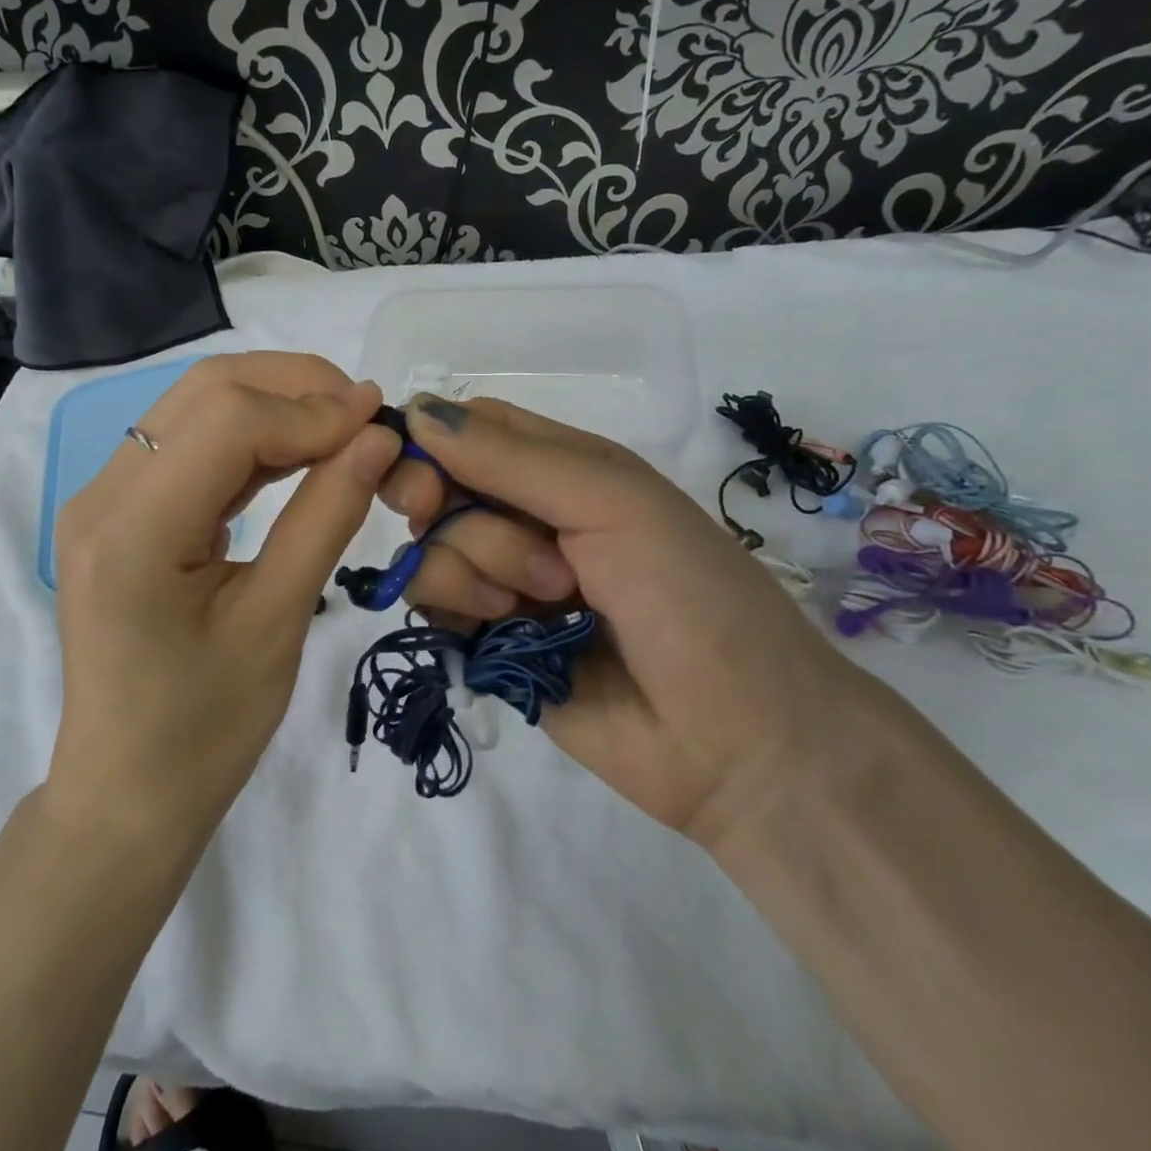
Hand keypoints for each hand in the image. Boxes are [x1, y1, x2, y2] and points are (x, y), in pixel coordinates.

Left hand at [50, 354, 400, 845]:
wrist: (127, 792)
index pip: (228, 420)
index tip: (383, 424)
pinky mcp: (118, 511)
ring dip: (274, 403)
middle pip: (205, 391)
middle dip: (295, 387)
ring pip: (195, 406)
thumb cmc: (204, 732)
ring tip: (344, 428)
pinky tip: (298, 452)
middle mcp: (102, 495)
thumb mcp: (276, 624)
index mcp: (131, 531)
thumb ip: (325, 518)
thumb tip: (377, 439)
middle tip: (366, 416)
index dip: (313, 410)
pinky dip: (249, 436)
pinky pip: (188, 444)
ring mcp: (103, 498)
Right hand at [383, 395, 873, 843]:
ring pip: (430, 548)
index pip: (471, 429)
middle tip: (509, 550)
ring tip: (548, 601)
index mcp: (563, 470)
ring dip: (474, 569)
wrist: (736, 740)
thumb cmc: (690, 596)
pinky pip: (432, 604)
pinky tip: (508, 630)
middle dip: (453, 514)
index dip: (433, 441)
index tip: (424, 477)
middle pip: (440, 488)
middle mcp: (525, 518)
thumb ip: (511, 459)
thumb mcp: (611, 503)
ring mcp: (503, 580)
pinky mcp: (486, 640)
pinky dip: (458, 609)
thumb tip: (414, 410)